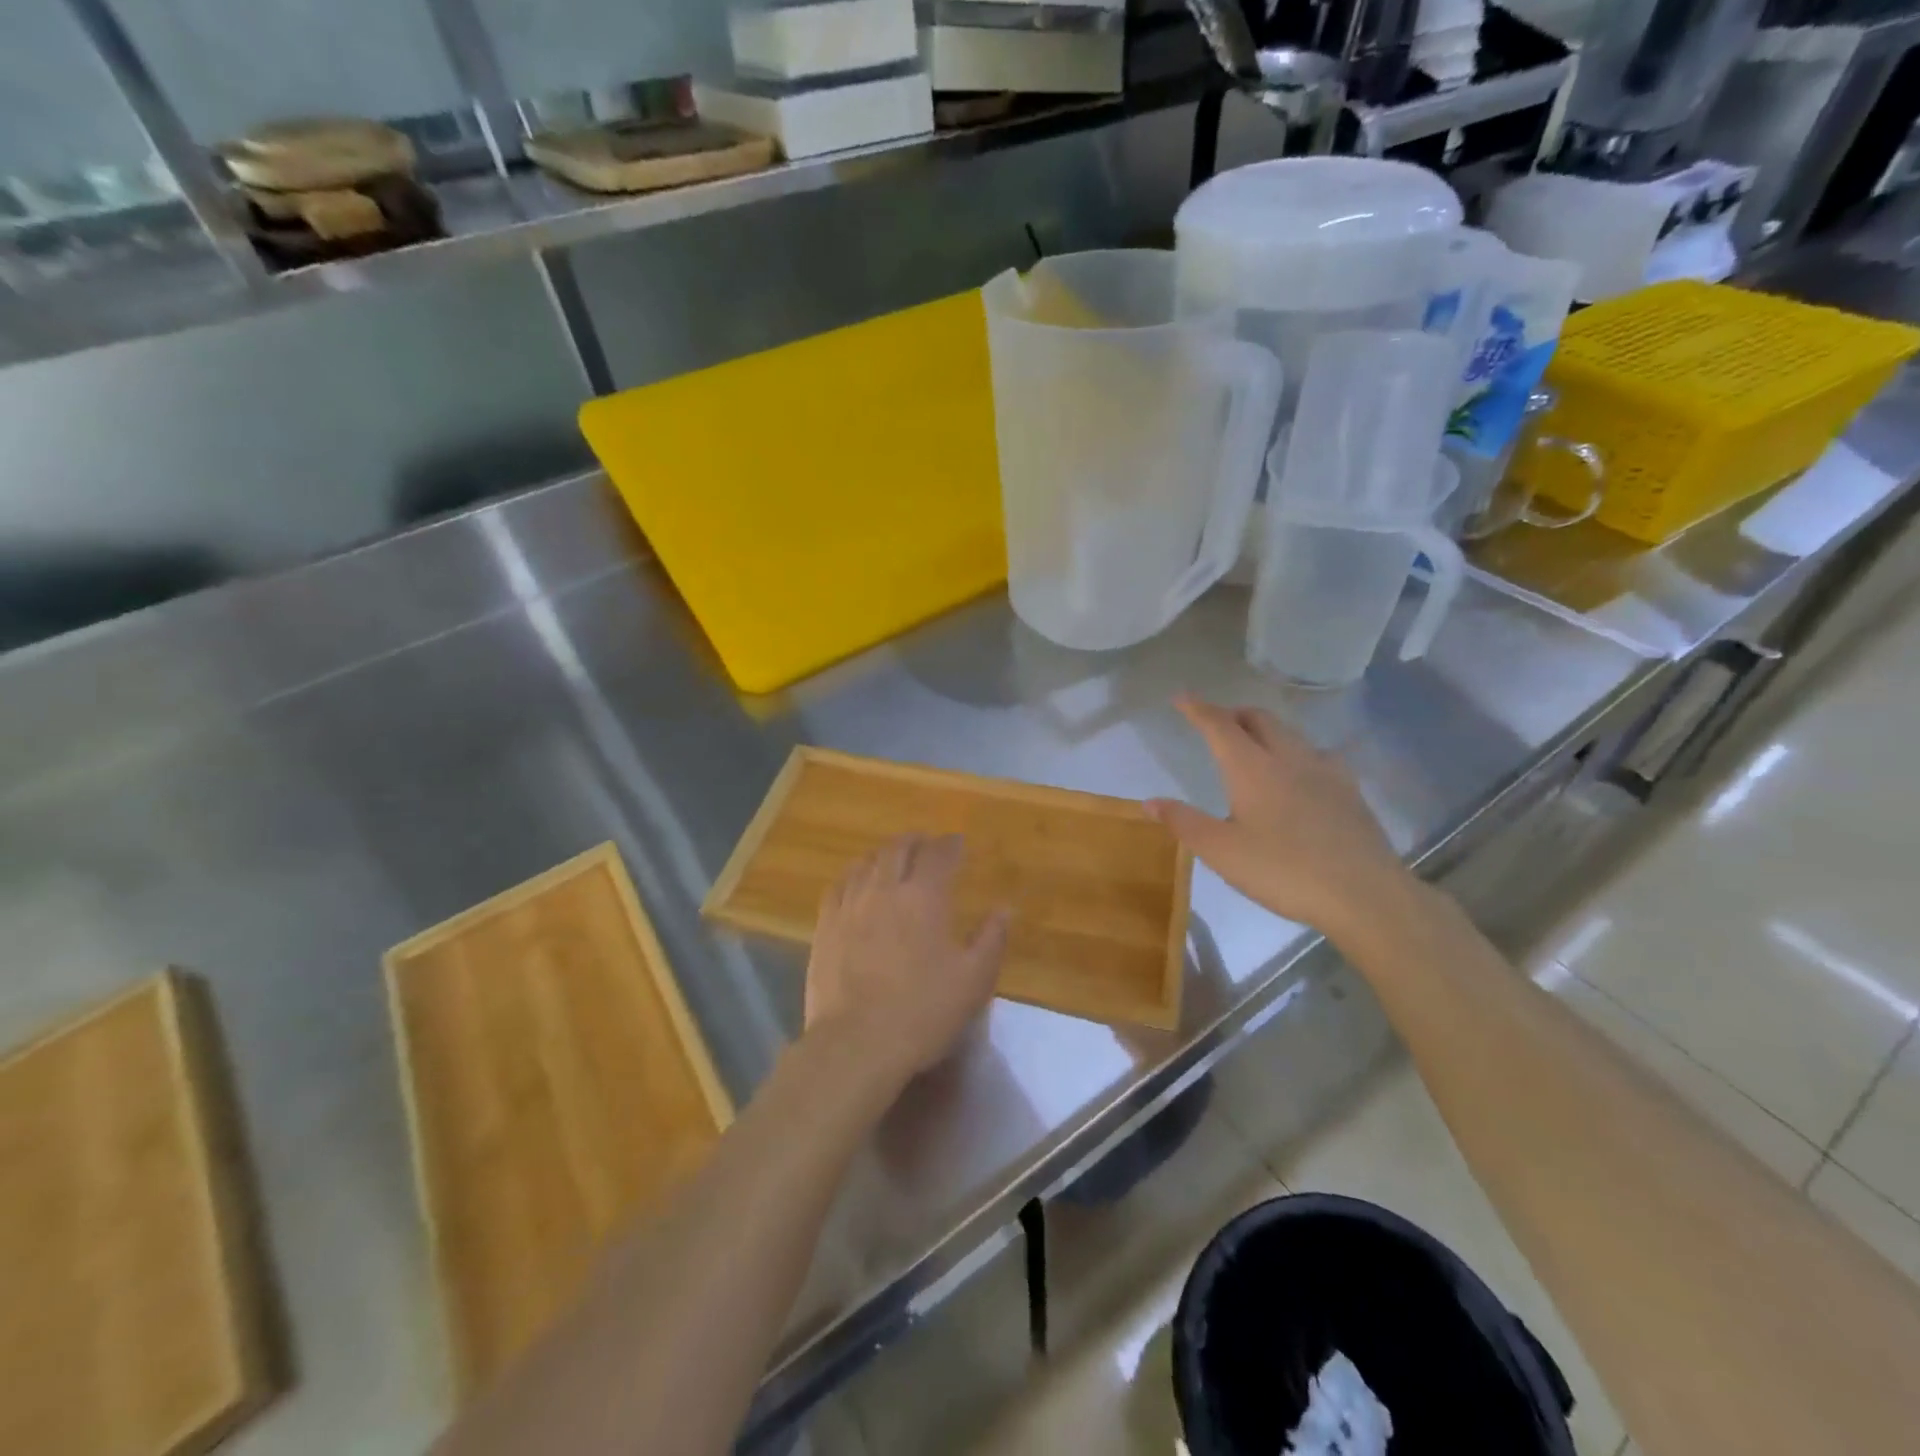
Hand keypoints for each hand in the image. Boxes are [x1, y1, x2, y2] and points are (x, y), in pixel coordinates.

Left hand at [804, 834, 1010, 1087]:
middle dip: (916, 841)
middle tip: (926, 844)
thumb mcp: (973, 981)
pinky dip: (854, 875)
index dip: (950, 844)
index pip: (939, 854)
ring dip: (885, 855)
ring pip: (867, 862)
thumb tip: (1005, 909)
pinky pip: (839, 885)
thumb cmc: (923, 1011)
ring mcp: (850, 905)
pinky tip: (857, 882)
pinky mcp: (825, 926)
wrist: (856, 1043)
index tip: (958, 842)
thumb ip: (991, 939)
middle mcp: (885, 889)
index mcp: (924, 897)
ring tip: (894, 859)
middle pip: (898, 849)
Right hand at [1147, 696, 1411, 940]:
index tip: (1181, 697)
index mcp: (1252, 769)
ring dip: (1264, 729)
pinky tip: (1299, 773)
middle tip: (1216, 723)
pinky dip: (1295, 751)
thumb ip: (1184, 823)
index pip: (1219, 726)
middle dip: (1233, 714)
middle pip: (1259, 719)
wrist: (1365, 894)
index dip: (1198, 709)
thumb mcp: (1222, 852)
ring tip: (1252, 744)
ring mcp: (1325, 771)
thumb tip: (1150, 802)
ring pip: (1290, 733)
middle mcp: (1289, 759)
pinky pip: (1317, 754)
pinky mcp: (1350, 791)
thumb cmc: (1284, 871)